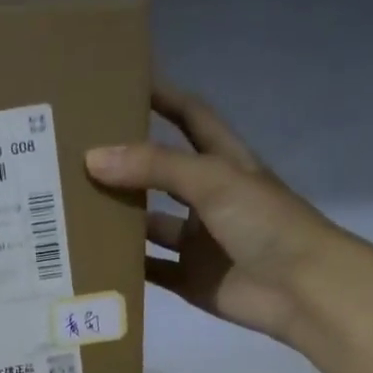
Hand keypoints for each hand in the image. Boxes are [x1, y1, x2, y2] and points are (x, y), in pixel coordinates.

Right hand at [85, 85, 350, 343]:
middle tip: (76, 151)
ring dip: (119, 218)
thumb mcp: (212, 180)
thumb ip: (155, 167)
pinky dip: (126, 267)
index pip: (190, 118)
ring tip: (72, 206)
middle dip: (125, 163)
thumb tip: (93, 158)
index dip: (162, 97)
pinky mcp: (190, 279)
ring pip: (150, 225)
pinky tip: (92, 259)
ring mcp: (198, 242)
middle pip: (160, 173)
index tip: (120, 83)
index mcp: (223, 163)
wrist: (300, 289)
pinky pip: (151, 271)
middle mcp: (208, 199)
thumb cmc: (265, 221)